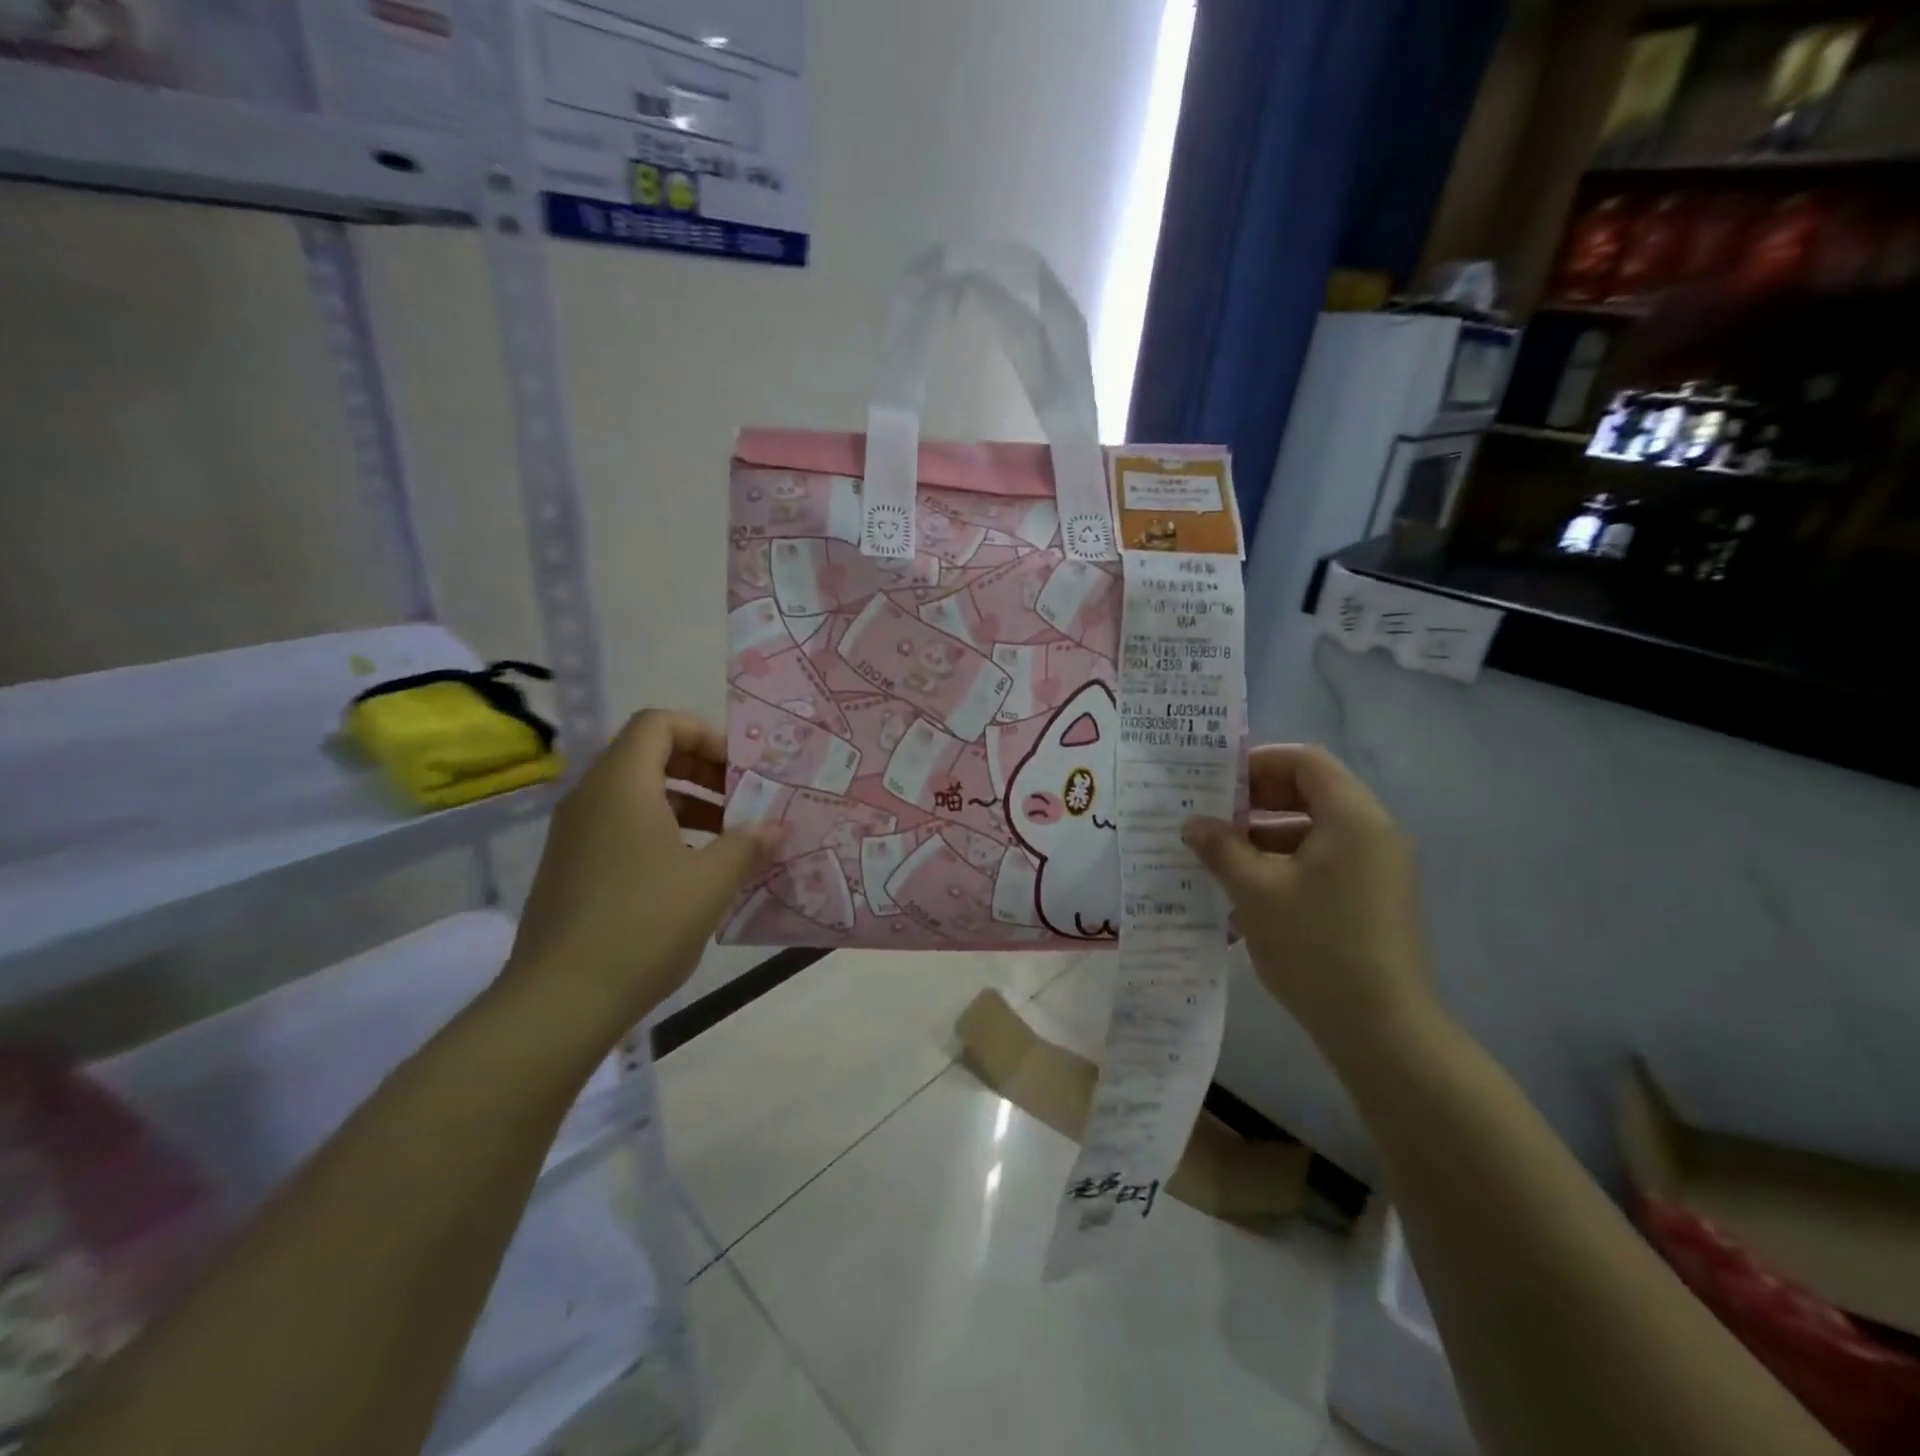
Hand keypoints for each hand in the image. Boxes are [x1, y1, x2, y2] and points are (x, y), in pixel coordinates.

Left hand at [504, 710, 779, 1030]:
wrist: (560, 1000)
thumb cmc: (644, 923)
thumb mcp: (711, 881)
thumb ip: (748, 844)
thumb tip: (775, 827)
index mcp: (621, 784)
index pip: (659, 723)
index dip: (705, 734)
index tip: (740, 770)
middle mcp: (591, 798)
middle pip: (650, 756)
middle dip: (703, 771)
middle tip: (743, 800)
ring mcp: (576, 836)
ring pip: (637, 796)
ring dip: (688, 806)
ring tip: (730, 839)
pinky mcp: (572, 869)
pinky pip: (623, 829)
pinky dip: (664, 834)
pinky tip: (695, 873)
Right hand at [1182, 745, 1434, 1056]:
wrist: (1382, 1029)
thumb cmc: (1316, 946)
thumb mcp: (1255, 891)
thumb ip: (1221, 848)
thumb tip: (1192, 823)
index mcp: (1353, 817)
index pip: (1305, 760)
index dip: (1258, 762)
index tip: (1215, 782)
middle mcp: (1373, 832)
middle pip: (1311, 791)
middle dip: (1257, 799)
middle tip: (1211, 815)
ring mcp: (1377, 867)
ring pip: (1314, 829)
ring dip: (1266, 834)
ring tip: (1218, 856)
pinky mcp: (1372, 897)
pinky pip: (1324, 860)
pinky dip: (1285, 863)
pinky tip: (1247, 891)